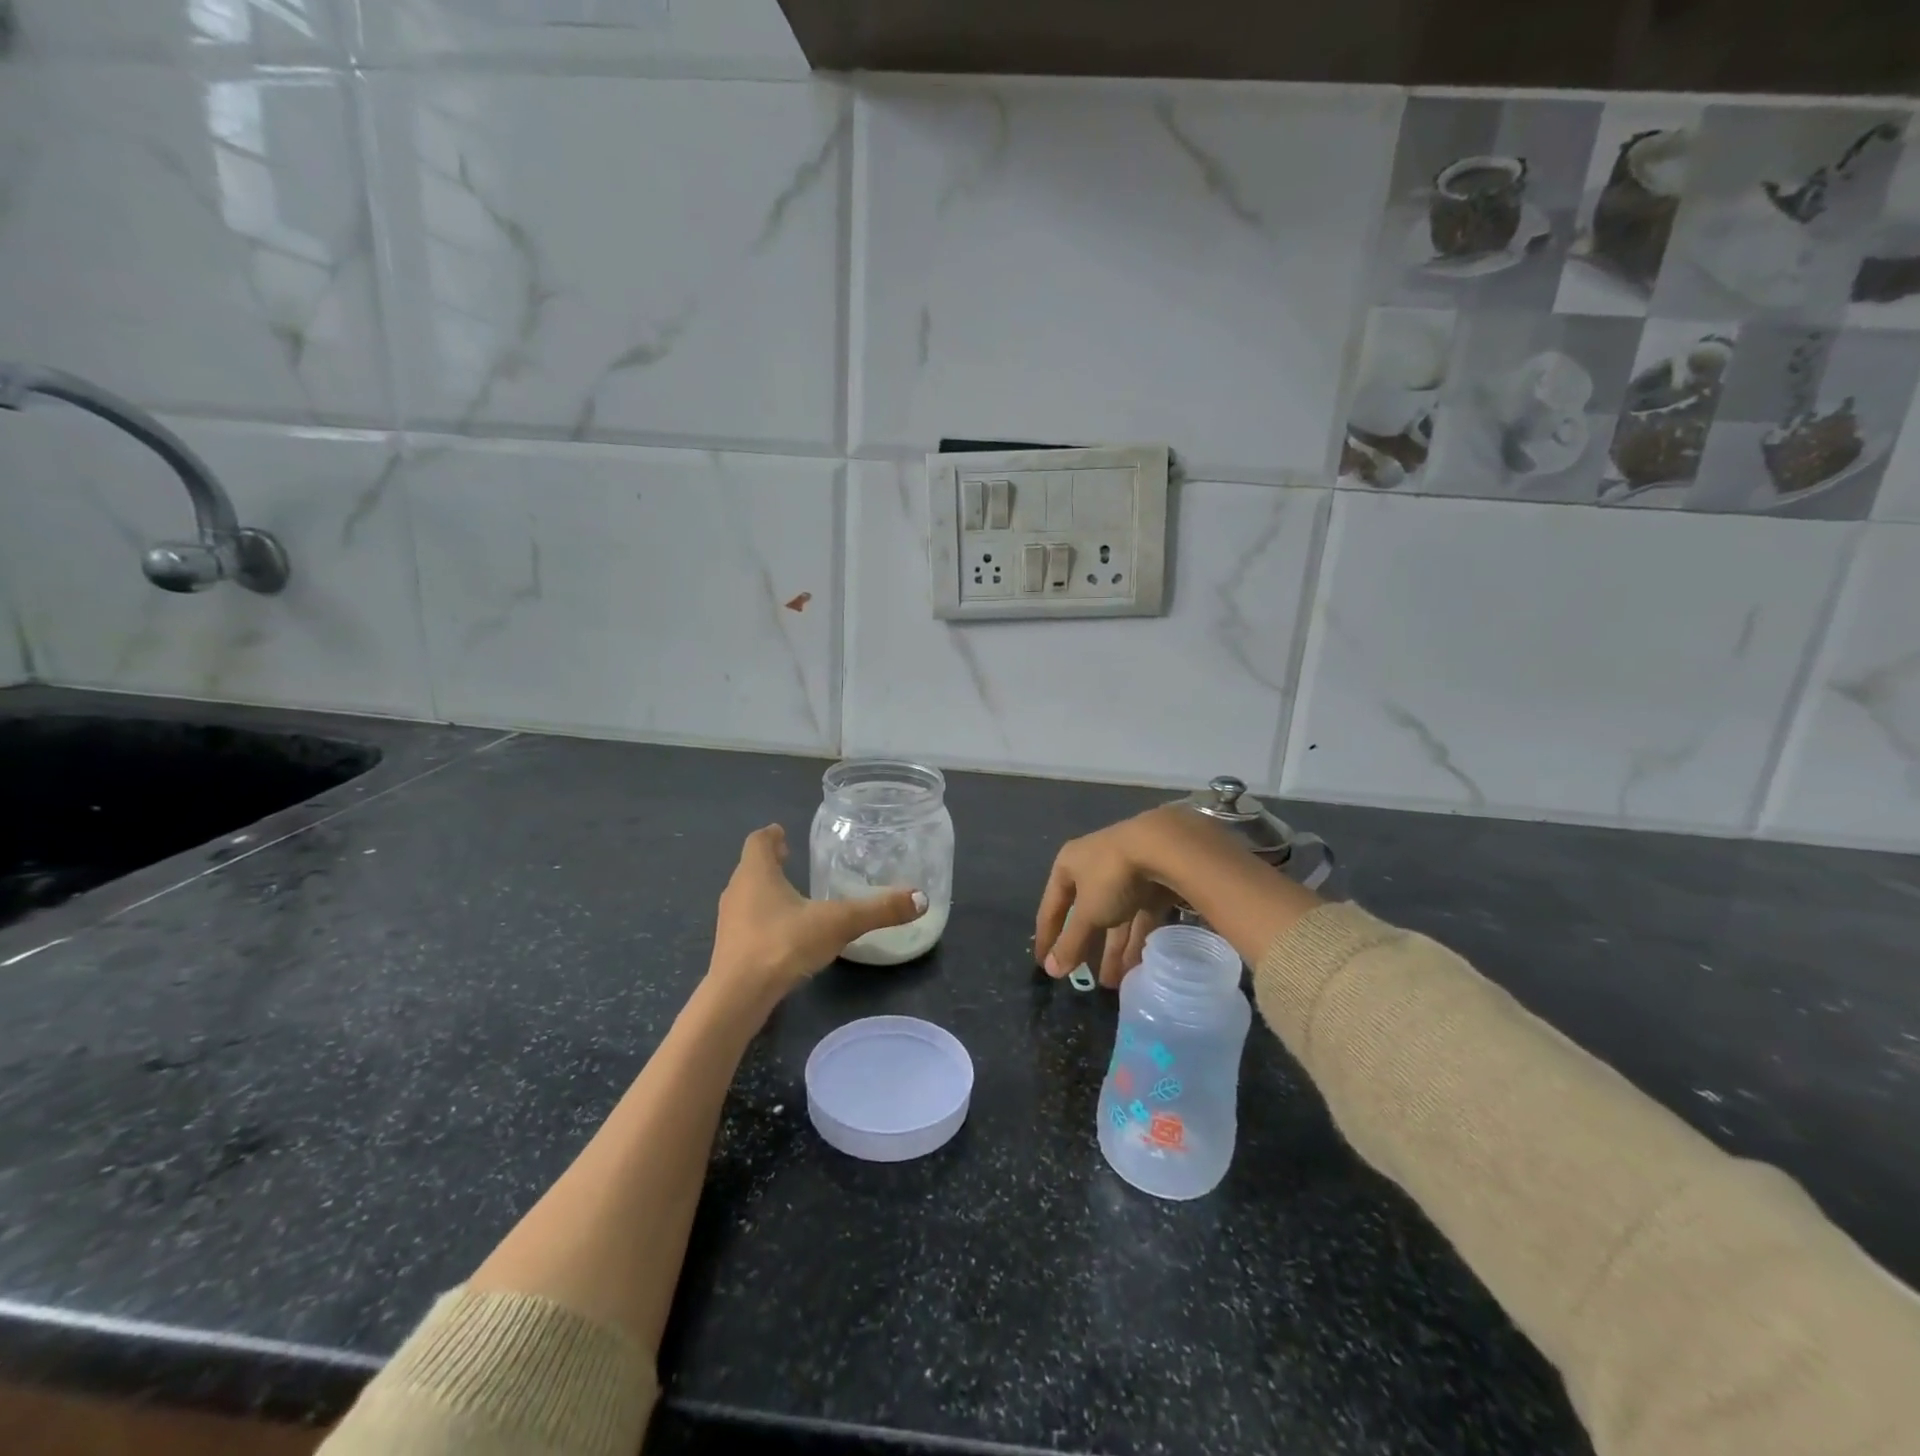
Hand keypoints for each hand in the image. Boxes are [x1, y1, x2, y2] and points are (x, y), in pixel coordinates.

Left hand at [708, 825, 925, 1009]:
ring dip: (766, 891)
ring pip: (747, 896)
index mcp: (756, 873)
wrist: (738, 997)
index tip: (783, 833)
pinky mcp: (730, 949)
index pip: (758, 841)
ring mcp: (730, 922)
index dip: (772, 835)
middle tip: (792, 858)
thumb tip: (920, 898)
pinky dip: (764, 919)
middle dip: (771, 862)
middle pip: (752, 867)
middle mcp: (737, 891)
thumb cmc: (783, 944)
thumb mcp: (838, 923)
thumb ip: (878, 910)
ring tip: (793, 895)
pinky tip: (785, 934)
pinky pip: (748, 923)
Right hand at [1035, 806, 1224, 987]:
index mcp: (1069, 865)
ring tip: (1113, 983)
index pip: (1052, 906)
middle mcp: (1094, 866)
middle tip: (1084, 979)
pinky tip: (1136, 967)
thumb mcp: (1088, 913)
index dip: (1047, 936)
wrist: (1166, 848)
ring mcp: (1125, 874)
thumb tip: (1050, 970)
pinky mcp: (1152, 883)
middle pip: (1086, 913)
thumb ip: (1070, 942)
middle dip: (1087, 947)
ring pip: (1115, 918)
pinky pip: (1139, 917)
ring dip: (1114, 950)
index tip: (1044, 964)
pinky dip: (1136, 940)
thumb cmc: (1112, 877)